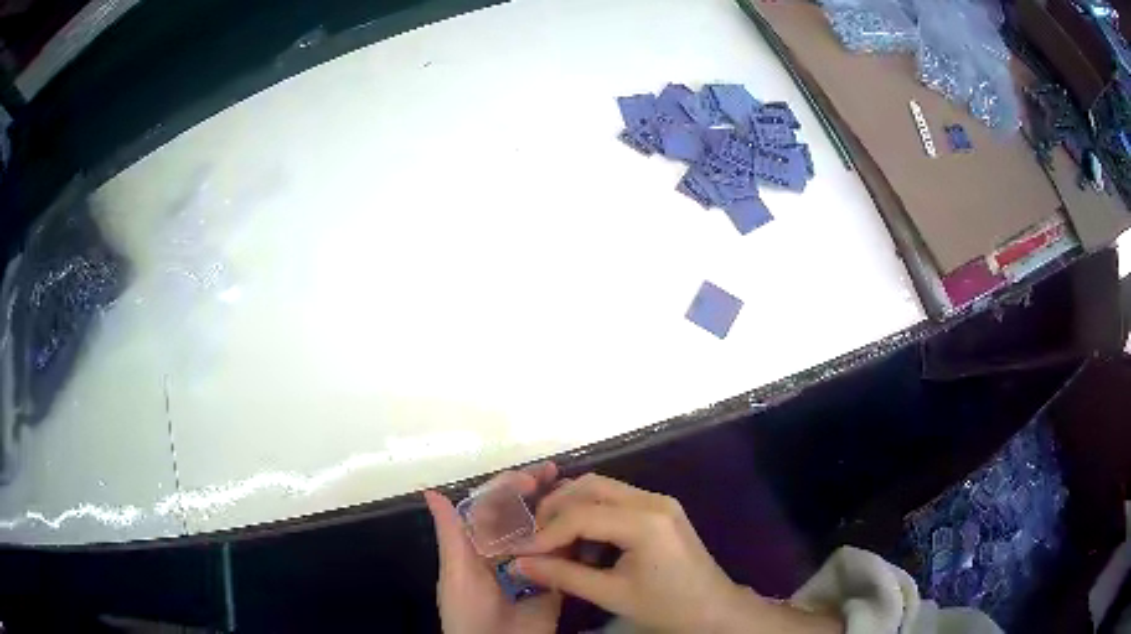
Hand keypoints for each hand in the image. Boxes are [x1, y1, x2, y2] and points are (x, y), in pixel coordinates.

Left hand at [425, 462, 562, 633]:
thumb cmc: (468, 612)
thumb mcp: (456, 573)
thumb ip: (451, 533)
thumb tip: (431, 492)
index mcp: (479, 545)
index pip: (493, 507)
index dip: (509, 488)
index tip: (531, 477)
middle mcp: (506, 550)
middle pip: (522, 514)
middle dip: (537, 491)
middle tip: (556, 473)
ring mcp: (533, 565)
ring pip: (545, 531)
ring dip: (557, 509)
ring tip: (574, 491)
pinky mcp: (555, 581)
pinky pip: (564, 557)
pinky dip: (574, 539)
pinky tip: (585, 522)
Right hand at [513, 474, 842, 633]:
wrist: (715, 611)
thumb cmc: (667, 607)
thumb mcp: (612, 595)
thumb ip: (563, 576)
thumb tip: (519, 563)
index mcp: (645, 522)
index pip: (581, 515)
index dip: (545, 533)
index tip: (519, 551)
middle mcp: (653, 500)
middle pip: (591, 487)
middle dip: (556, 508)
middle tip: (532, 537)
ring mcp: (660, 502)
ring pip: (603, 489)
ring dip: (573, 508)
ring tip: (552, 539)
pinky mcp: (661, 510)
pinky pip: (617, 500)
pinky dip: (592, 514)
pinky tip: (582, 541)